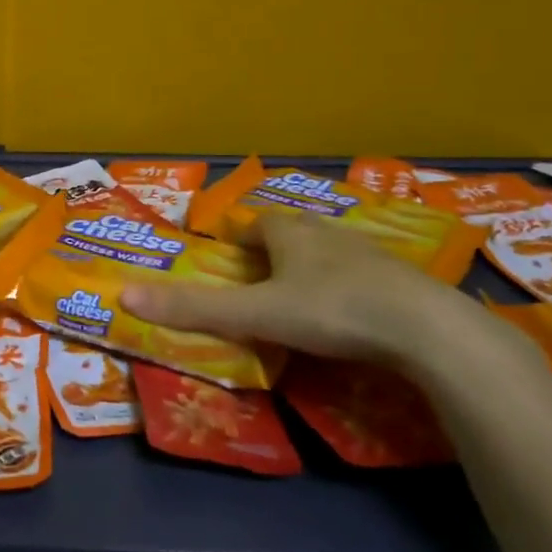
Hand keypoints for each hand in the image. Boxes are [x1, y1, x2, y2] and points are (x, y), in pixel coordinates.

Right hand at [121, 212, 479, 368]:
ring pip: (331, 249)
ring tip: (302, 291)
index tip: (229, 252)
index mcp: (290, 233)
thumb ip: (194, 309)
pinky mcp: (403, 281)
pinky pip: (365, 275)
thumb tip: (124, 294)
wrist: (427, 330)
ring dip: (314, 263)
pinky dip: (350, 286)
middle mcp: (327, 233)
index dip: (240, 233)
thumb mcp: (255, 313)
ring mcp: (369, 254)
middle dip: (276, 245)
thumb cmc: (331, 310)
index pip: (257, 221)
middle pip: (294, 230)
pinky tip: (351, 311)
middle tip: (262, 273)